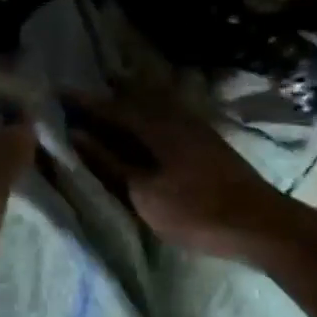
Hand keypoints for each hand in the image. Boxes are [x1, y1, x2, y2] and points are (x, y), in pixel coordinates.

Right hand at [71, 93, 289, 261]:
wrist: (258, 223)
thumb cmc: (195, 210)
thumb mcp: (143, 192)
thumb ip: (109, 162)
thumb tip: (76, 135)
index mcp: (155, 125)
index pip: (110, 107)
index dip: (83, 101)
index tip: (57, 92)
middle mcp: (174, 116)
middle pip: (133, 98)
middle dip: (106, 96)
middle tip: (79, 98)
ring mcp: (194, 126)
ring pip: (152, 106)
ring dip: (127, 104)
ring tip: (106, 109)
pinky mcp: (205, 140)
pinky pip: (166, 116)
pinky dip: (146, 117)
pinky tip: (143, 128)